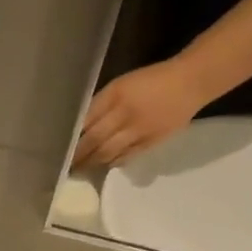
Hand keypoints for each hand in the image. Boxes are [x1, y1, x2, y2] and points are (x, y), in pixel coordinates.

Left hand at [72, 59, 207, 169]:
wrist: (192, 81)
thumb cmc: (152, 80)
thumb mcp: (122, 84)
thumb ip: (102, 105)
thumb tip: (80, 128)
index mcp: (116, 93)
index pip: (86, 119)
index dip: (72, 136)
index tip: (59, 147)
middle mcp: (124, 112)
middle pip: (93, 139)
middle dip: (77, 155)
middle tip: (66, 165)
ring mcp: (138, 130)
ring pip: (106, 152)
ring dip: (91, 163)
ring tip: (80, 169)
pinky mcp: (150, 143)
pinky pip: (124, 158)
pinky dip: (111, 163)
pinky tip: (103, 165)